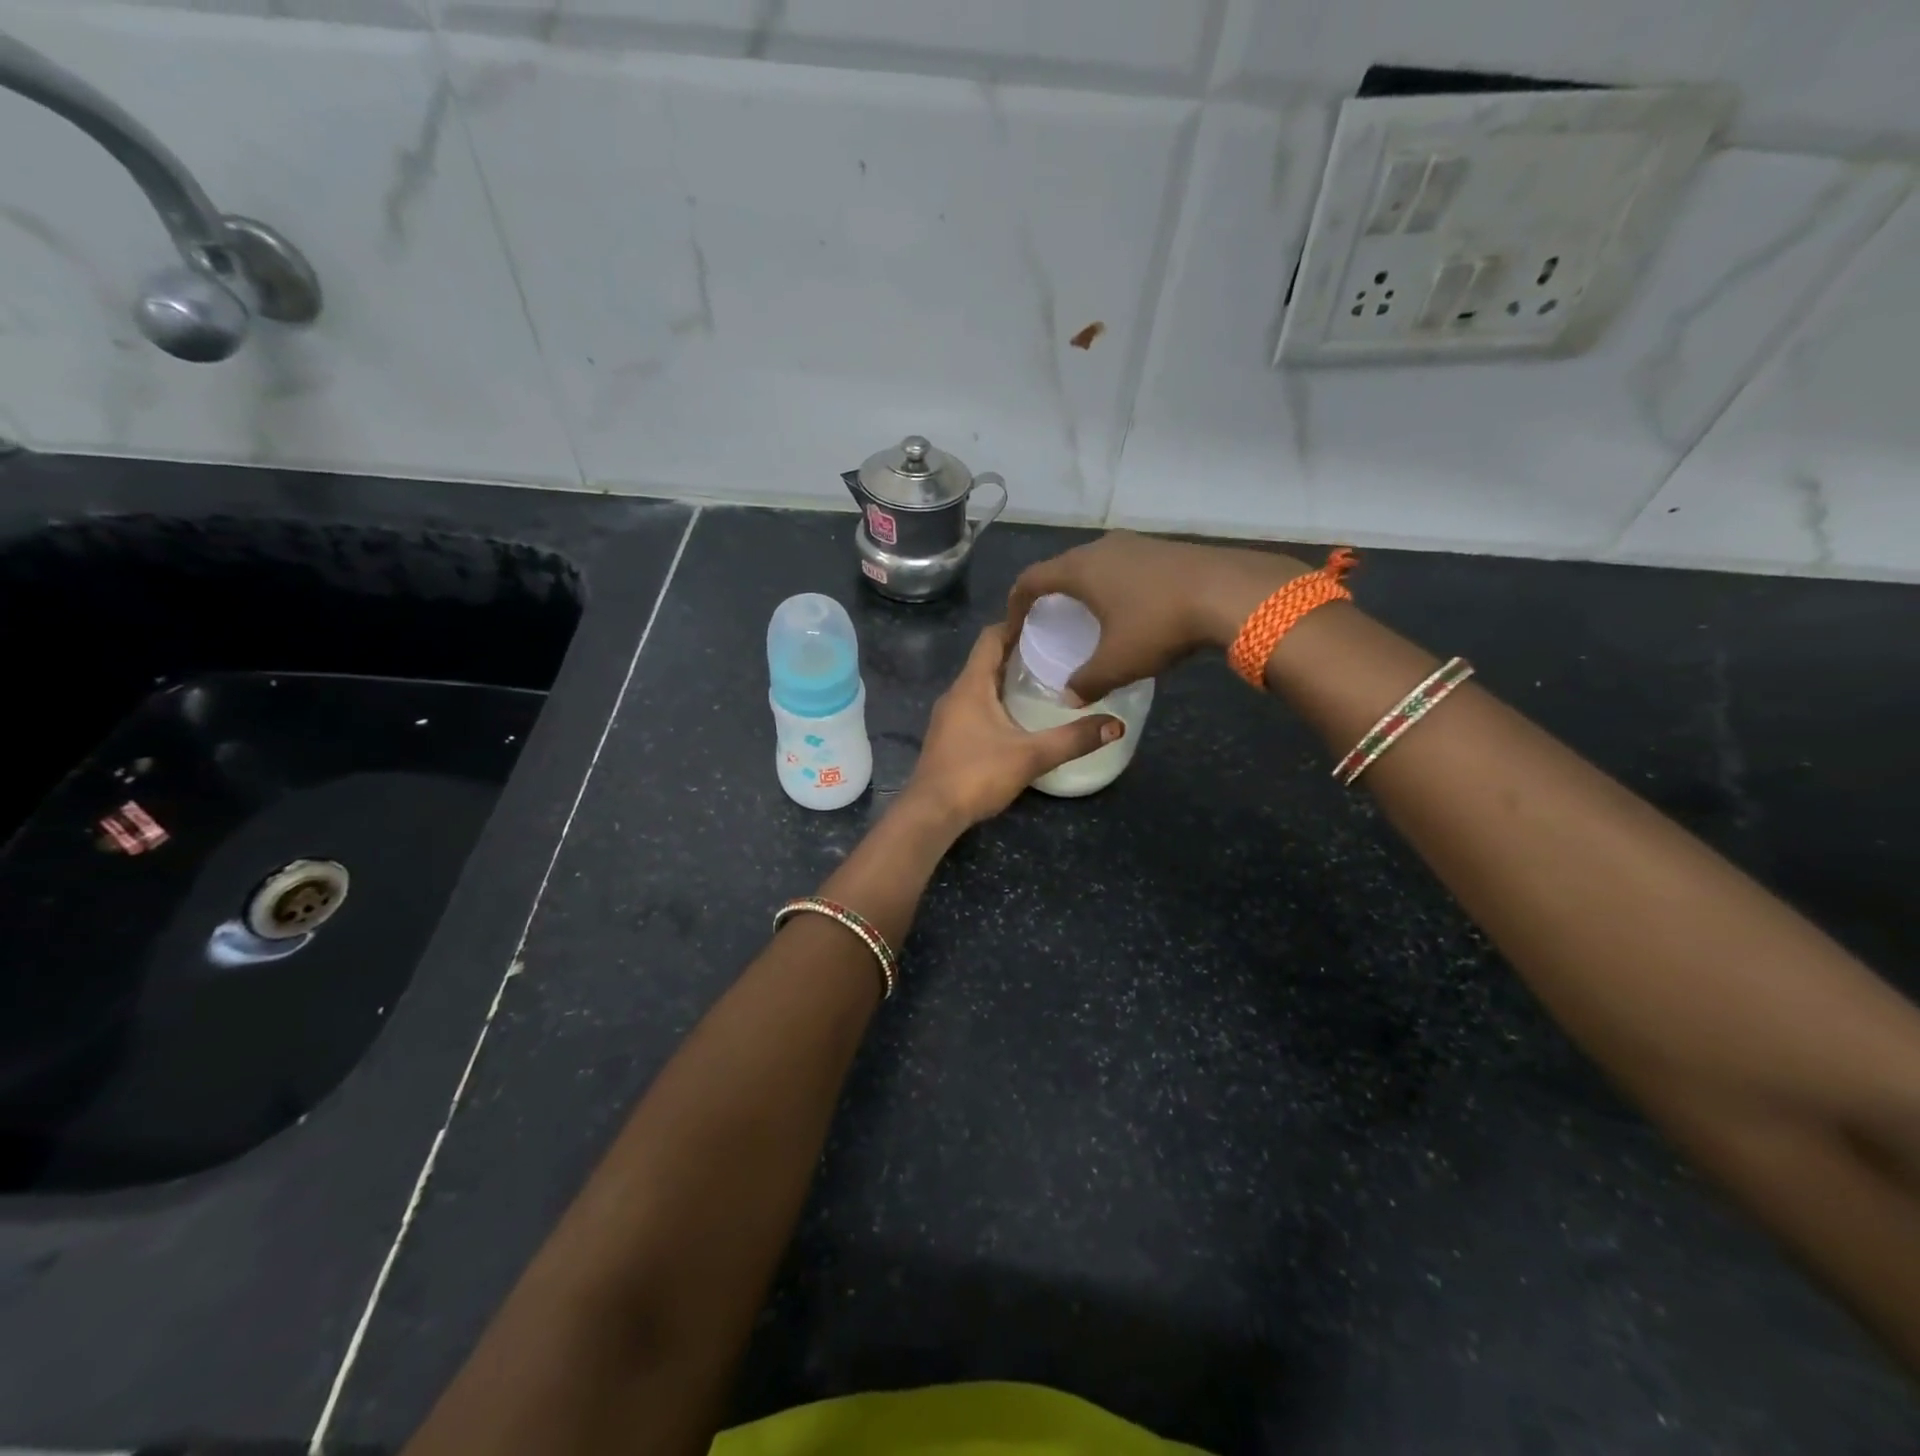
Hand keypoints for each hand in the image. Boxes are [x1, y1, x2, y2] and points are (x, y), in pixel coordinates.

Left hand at [900, 624, 1121, 830]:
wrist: (931, 813)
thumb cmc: (976, 774)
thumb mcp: (1031, 756)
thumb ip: (1073, 739)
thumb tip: (1116, 725)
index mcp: (971, 685)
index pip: (990, 637)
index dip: (1016, 623)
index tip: (1047, 620)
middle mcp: (956, 694)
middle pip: (987, 660)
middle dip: (1018, 652)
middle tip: (1056, 650)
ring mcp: (949, 717)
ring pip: (980, 686)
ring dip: (1007, 679)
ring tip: (1044, 681)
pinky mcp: (949, 738)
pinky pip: (975, 707)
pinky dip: (997, 702)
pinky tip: (1020, 717)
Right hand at [1007, 532, 1310, 702]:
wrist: (1229, 593)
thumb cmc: (1158, 624)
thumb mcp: (1116, 663)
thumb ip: (1086, 681)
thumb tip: (1068, 697)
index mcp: (1080, 569)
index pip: (1031, 580)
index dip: (1016, 603)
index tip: (1014, 626)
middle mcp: (1101, 548)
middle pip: (1063, 567)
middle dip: (1052, 594)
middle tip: (1050, 621)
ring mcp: (1135, 544)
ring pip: (1096, 565)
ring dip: (1086, 588)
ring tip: (1089, 616)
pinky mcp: (1163, 549)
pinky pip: (1124, 566)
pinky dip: (1115, 586)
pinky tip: (1130, 609)